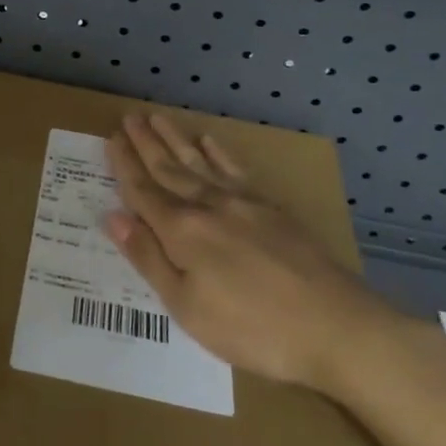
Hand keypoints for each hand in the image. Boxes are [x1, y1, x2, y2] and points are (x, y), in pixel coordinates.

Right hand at [105, 113, 409, 401]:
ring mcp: (244, 202)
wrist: (335, 326)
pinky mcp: (272, 208)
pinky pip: (237, 170)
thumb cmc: (251, 327)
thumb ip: (148, 258)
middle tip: (128, 117)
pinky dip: (220, 153)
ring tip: (158, 118)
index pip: (143, 191)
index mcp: (182, 231)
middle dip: (146, 144)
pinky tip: (210, 142)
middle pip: (169, 169)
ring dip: (176, 139)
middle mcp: (209, 205)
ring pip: (200, 162)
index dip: (125, 166)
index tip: (111, 139)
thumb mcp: (187, 306)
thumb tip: (113, 216)